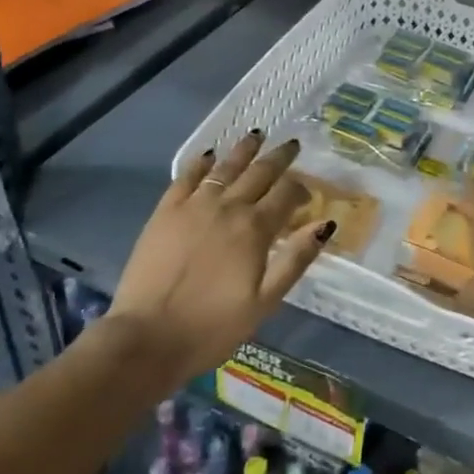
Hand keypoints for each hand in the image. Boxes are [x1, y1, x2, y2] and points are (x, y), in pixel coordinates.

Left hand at [106, 133, 331, 379]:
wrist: (148, 337)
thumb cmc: (213, 326)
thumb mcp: (265, 301)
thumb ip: (295, 259)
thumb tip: (325, 224)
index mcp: (255, 230)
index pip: (286, 194)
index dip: (301, 190)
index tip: (307, 194)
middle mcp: (228, 208)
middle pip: (259, 173)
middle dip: (279, 158)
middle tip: (292, 144)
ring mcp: (193, 206)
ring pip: (225, 167)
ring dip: (244, 150)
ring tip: (257, 136)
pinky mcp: (165, 211)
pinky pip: (187, 177)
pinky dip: (201, 163)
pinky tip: (210, 155)